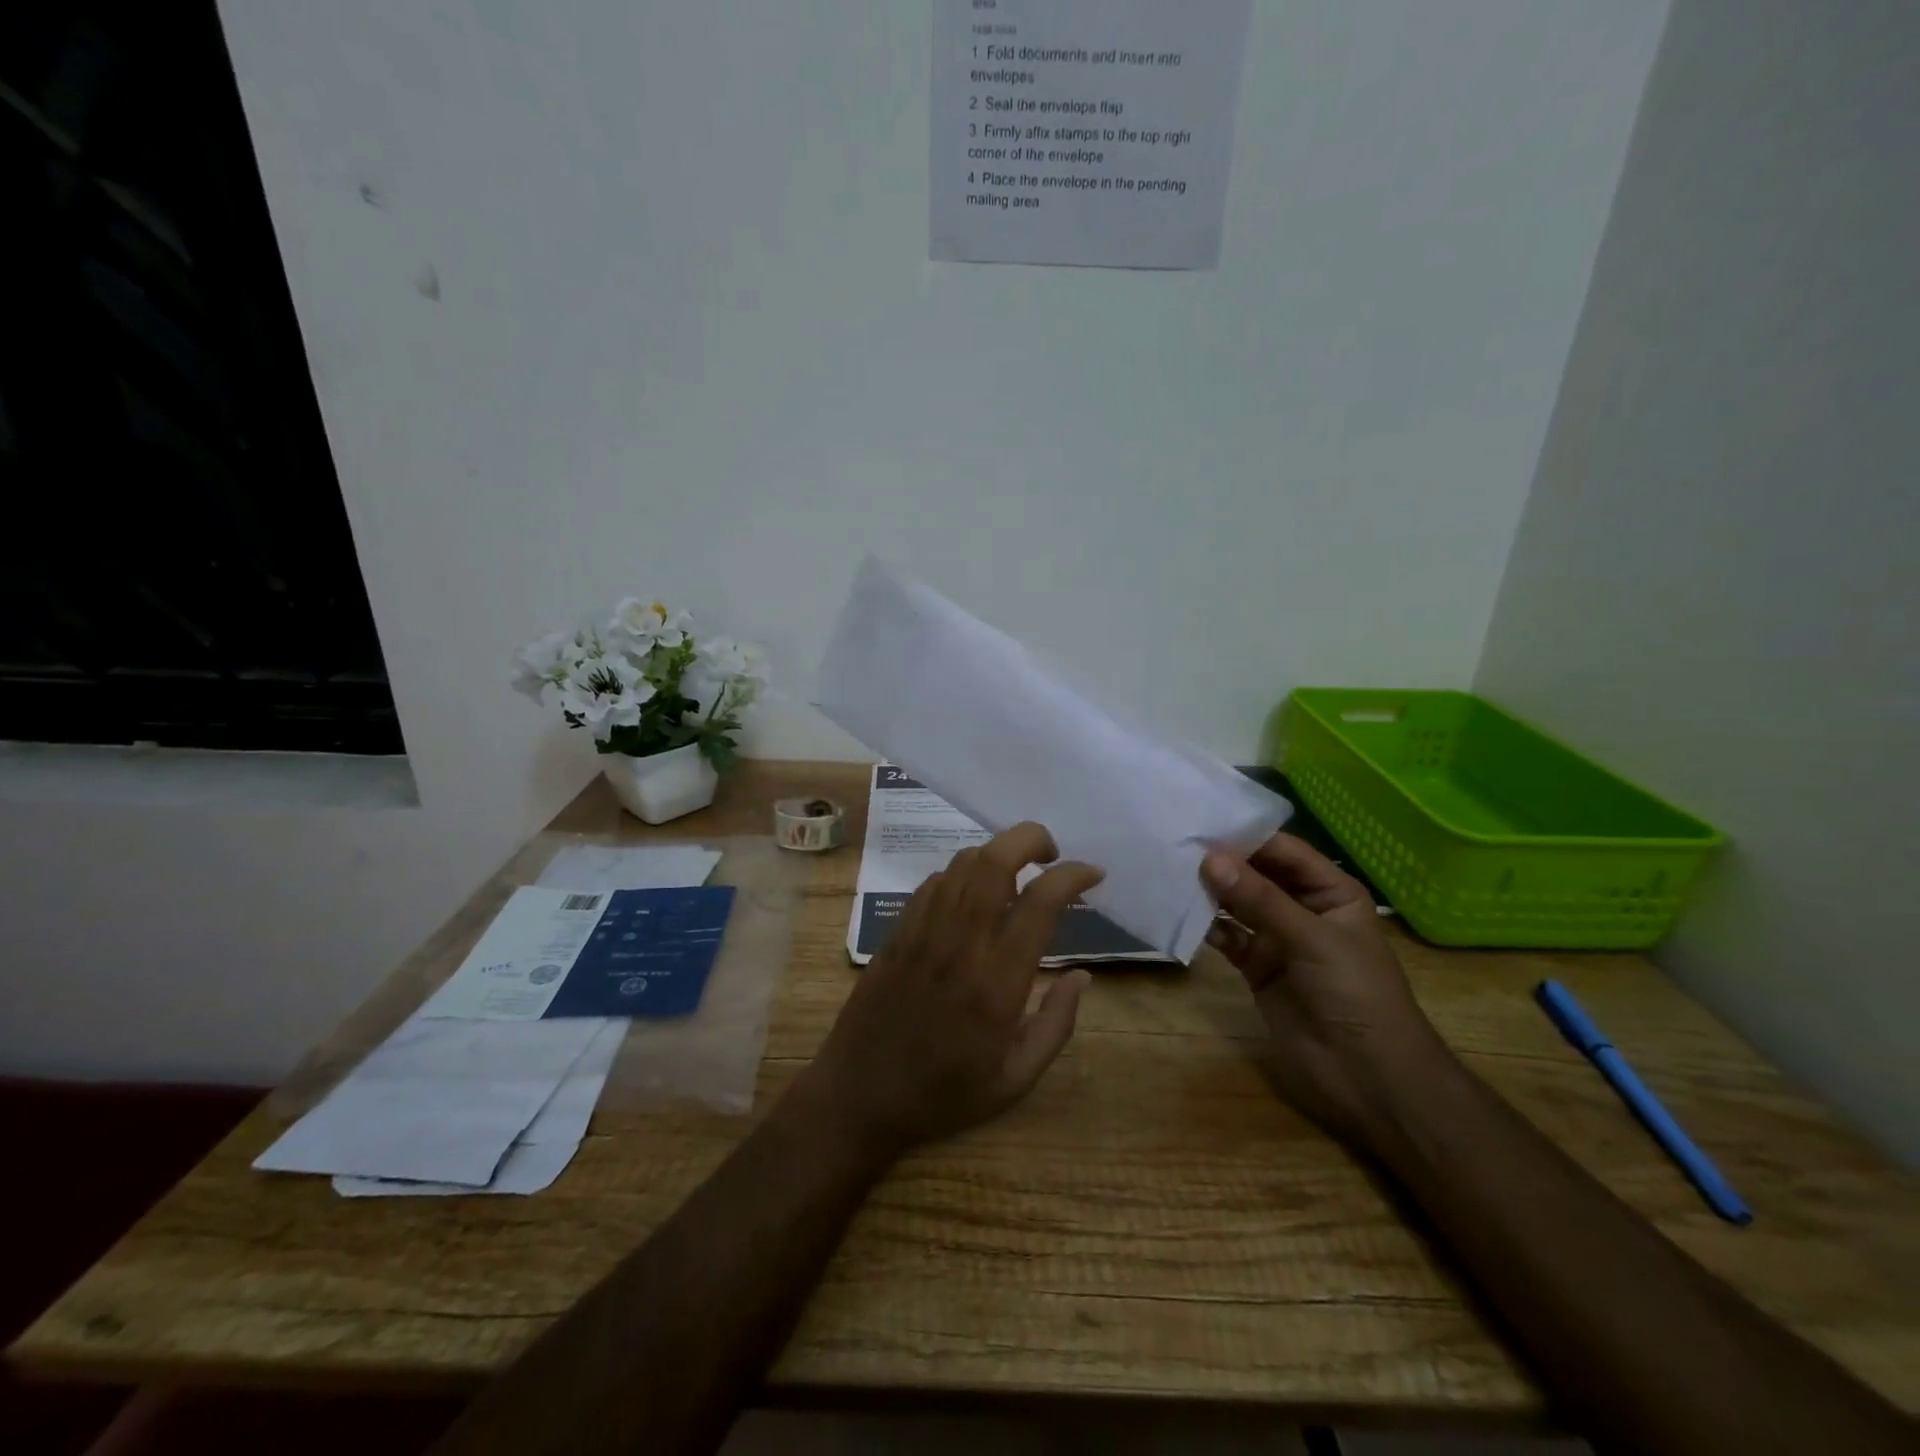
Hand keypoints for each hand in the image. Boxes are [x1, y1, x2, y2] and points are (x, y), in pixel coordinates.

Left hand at [802, 823, 1103, 1159]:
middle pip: (994, 861)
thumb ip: (1056, 1024)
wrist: (858, 1097)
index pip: (1039, 903)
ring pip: (962, 863)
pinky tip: (973, 898)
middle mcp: (960, 944)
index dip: (1072, 876)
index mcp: (997, 983)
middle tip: (1051, 853)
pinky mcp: (897, 932)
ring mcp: (922, 932)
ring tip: (1017, 876)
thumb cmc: (944, 1095)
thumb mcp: (1015, 1080)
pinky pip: (933, 883)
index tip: (1092, 874)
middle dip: (1030, 839)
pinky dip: (962, 875)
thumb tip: (1083, 976)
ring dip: (997, 854)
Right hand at [1202, 835, 1452, 1149]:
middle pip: (1256, 874)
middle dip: (1221, 862)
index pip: (1282, 851)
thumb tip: (1210, 858)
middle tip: (1174, 842)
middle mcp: (1301, 907)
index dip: (1245, 837)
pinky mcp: (1255, 966)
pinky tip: (1179, 912)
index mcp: (1329, 891)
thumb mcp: (1312, 939)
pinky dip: (1205, 925)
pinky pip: (1227, 936)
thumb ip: (1260, 899)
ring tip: (1169, 870)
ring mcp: (1276, 938)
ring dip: (1209, 891)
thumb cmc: (1356, 994)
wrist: (1368, 1075)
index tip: (1200, 821)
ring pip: (1237, 904)